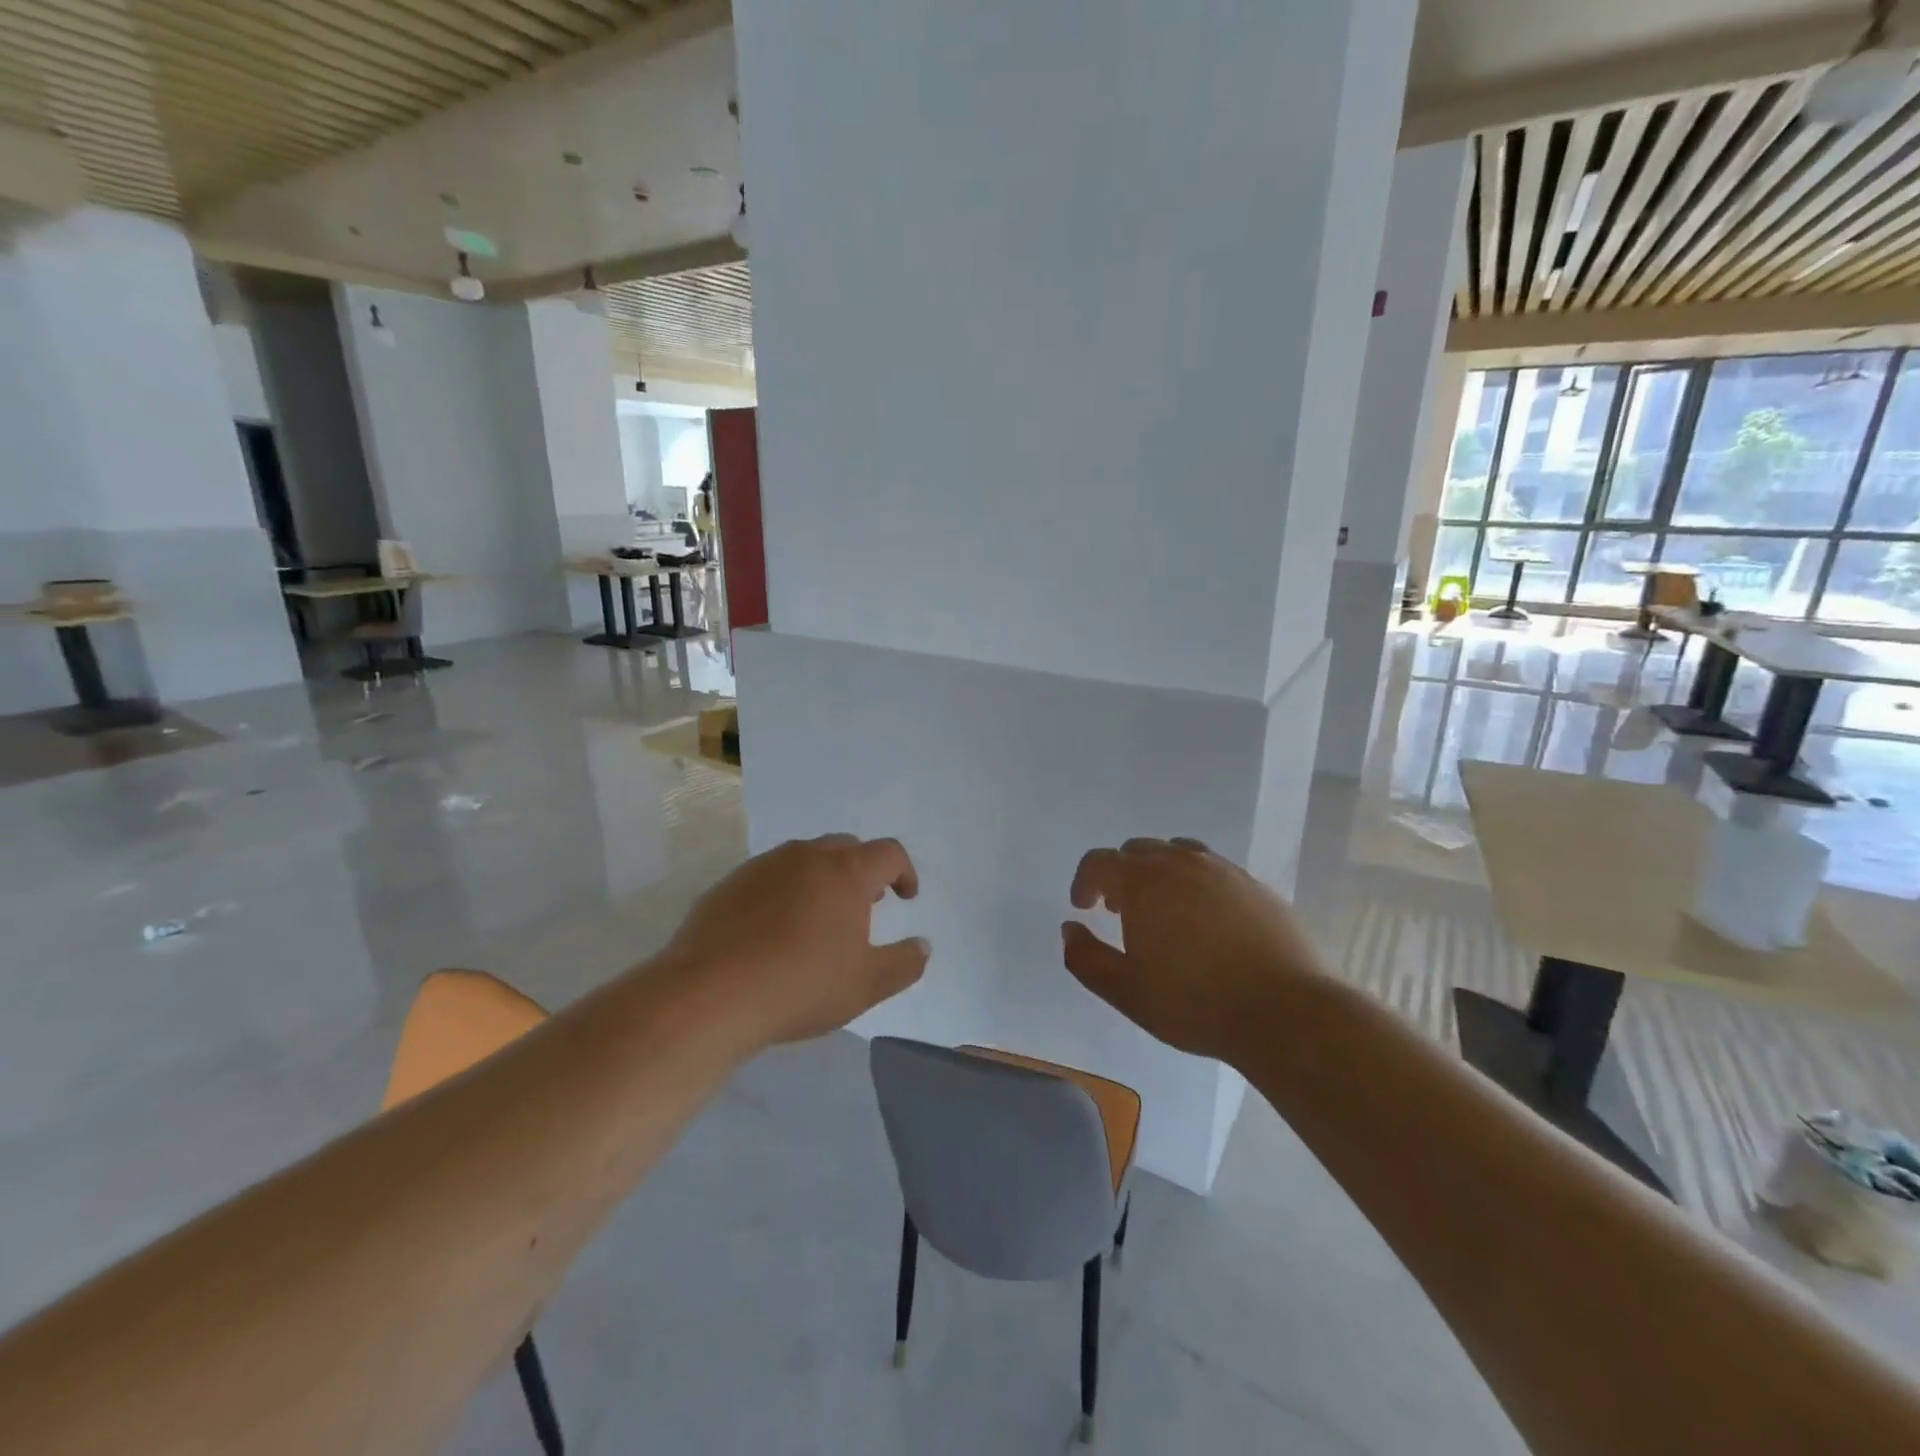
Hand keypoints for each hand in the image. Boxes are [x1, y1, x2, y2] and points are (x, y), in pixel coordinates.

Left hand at [666, 834, 928, 1046]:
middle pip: (846, 848)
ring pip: (805, 858)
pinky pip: (770, 876)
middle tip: (865, 907)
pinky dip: (785, 892)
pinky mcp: (729, 884)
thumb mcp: (866, 985)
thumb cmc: (800, 986)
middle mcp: (806, 856)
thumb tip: (922, 946)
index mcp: (845, 872)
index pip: (888, 853)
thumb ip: (904, 963)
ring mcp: (763, 866)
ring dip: (823, 879)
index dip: (904, 872)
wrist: (708, 995)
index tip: (906, 898)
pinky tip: (775, 931)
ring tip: (820, 918)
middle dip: (863, 872)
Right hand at [1061, 838, 1323, 1062]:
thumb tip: (1070, 929)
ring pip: (1178, 853)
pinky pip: (1213, 870)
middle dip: (1121, 875)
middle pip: (1138, 851)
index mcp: (1143, 882)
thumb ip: (1086, 959)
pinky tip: (1206, 921)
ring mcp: (1223, 870)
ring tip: (1163, 910)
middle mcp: (1180, 863)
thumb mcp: (1127, 992)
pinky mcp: (1255, 885)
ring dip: (1159, 873)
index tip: (1085, 908)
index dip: (1085, 882)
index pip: (1099, 862)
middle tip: (1121, 911)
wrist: (1284, 1012)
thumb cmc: (1195, 1003)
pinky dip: (1196, 883)